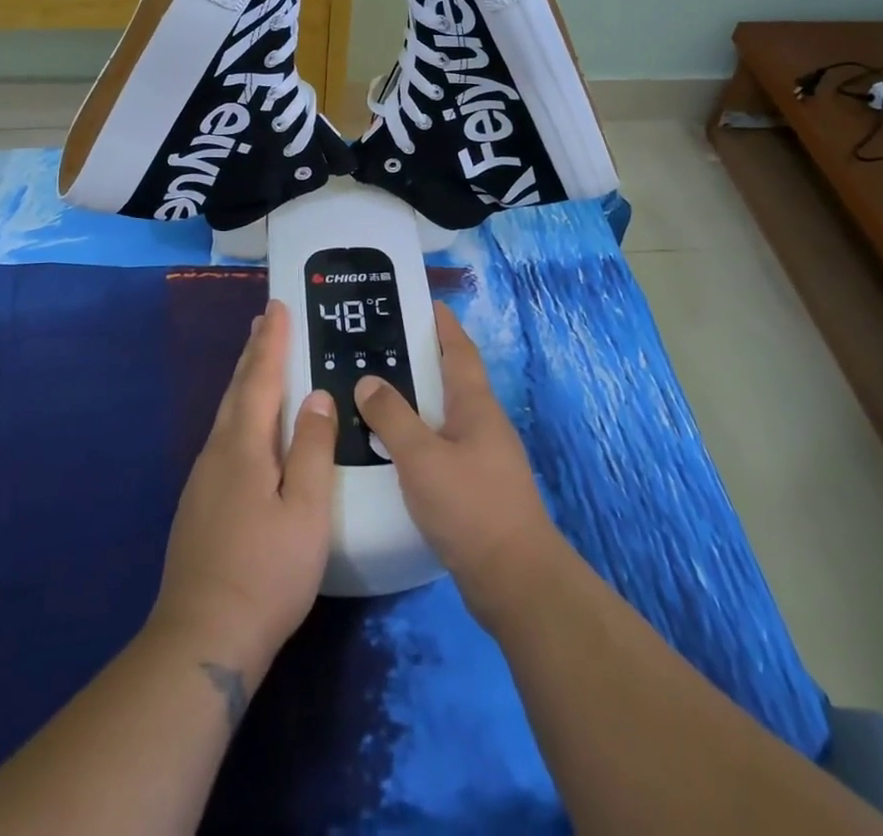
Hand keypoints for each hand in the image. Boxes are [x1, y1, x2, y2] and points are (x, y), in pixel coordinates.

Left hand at [151, 301, 336, 680]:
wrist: (202, 637)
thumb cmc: (266, 571)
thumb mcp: (306, 510)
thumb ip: (312, 449)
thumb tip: (317, 396)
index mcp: (244, 446)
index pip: (260, 378)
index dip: (272, 341)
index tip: (278, 306)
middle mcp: (217, 452)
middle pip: (237, 390)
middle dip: (254, 352)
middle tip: (266, 321)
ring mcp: (203, 479)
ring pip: (227, 413)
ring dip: (244, 379)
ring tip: (257, 359)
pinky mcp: (199, 503)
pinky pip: (224, 436)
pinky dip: (239, 411)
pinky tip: (247, 426)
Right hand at [354, 302, 560, 626]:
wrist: (514, 579)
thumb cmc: (470, 506)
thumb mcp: (422, 457)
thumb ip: (393, 417)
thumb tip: (368, 381)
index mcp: (476, 405)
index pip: (459, 350)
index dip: (443, 324)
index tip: (423, 302)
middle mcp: (483, 424)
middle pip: (452, 379)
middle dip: (422, 360)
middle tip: (381, 346)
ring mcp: (483, 457)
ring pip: (445, 415)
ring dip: (417, 401)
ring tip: (377, 393)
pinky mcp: (476, 487)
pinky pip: (442, 447)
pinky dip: (418, 437)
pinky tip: (392, 449)